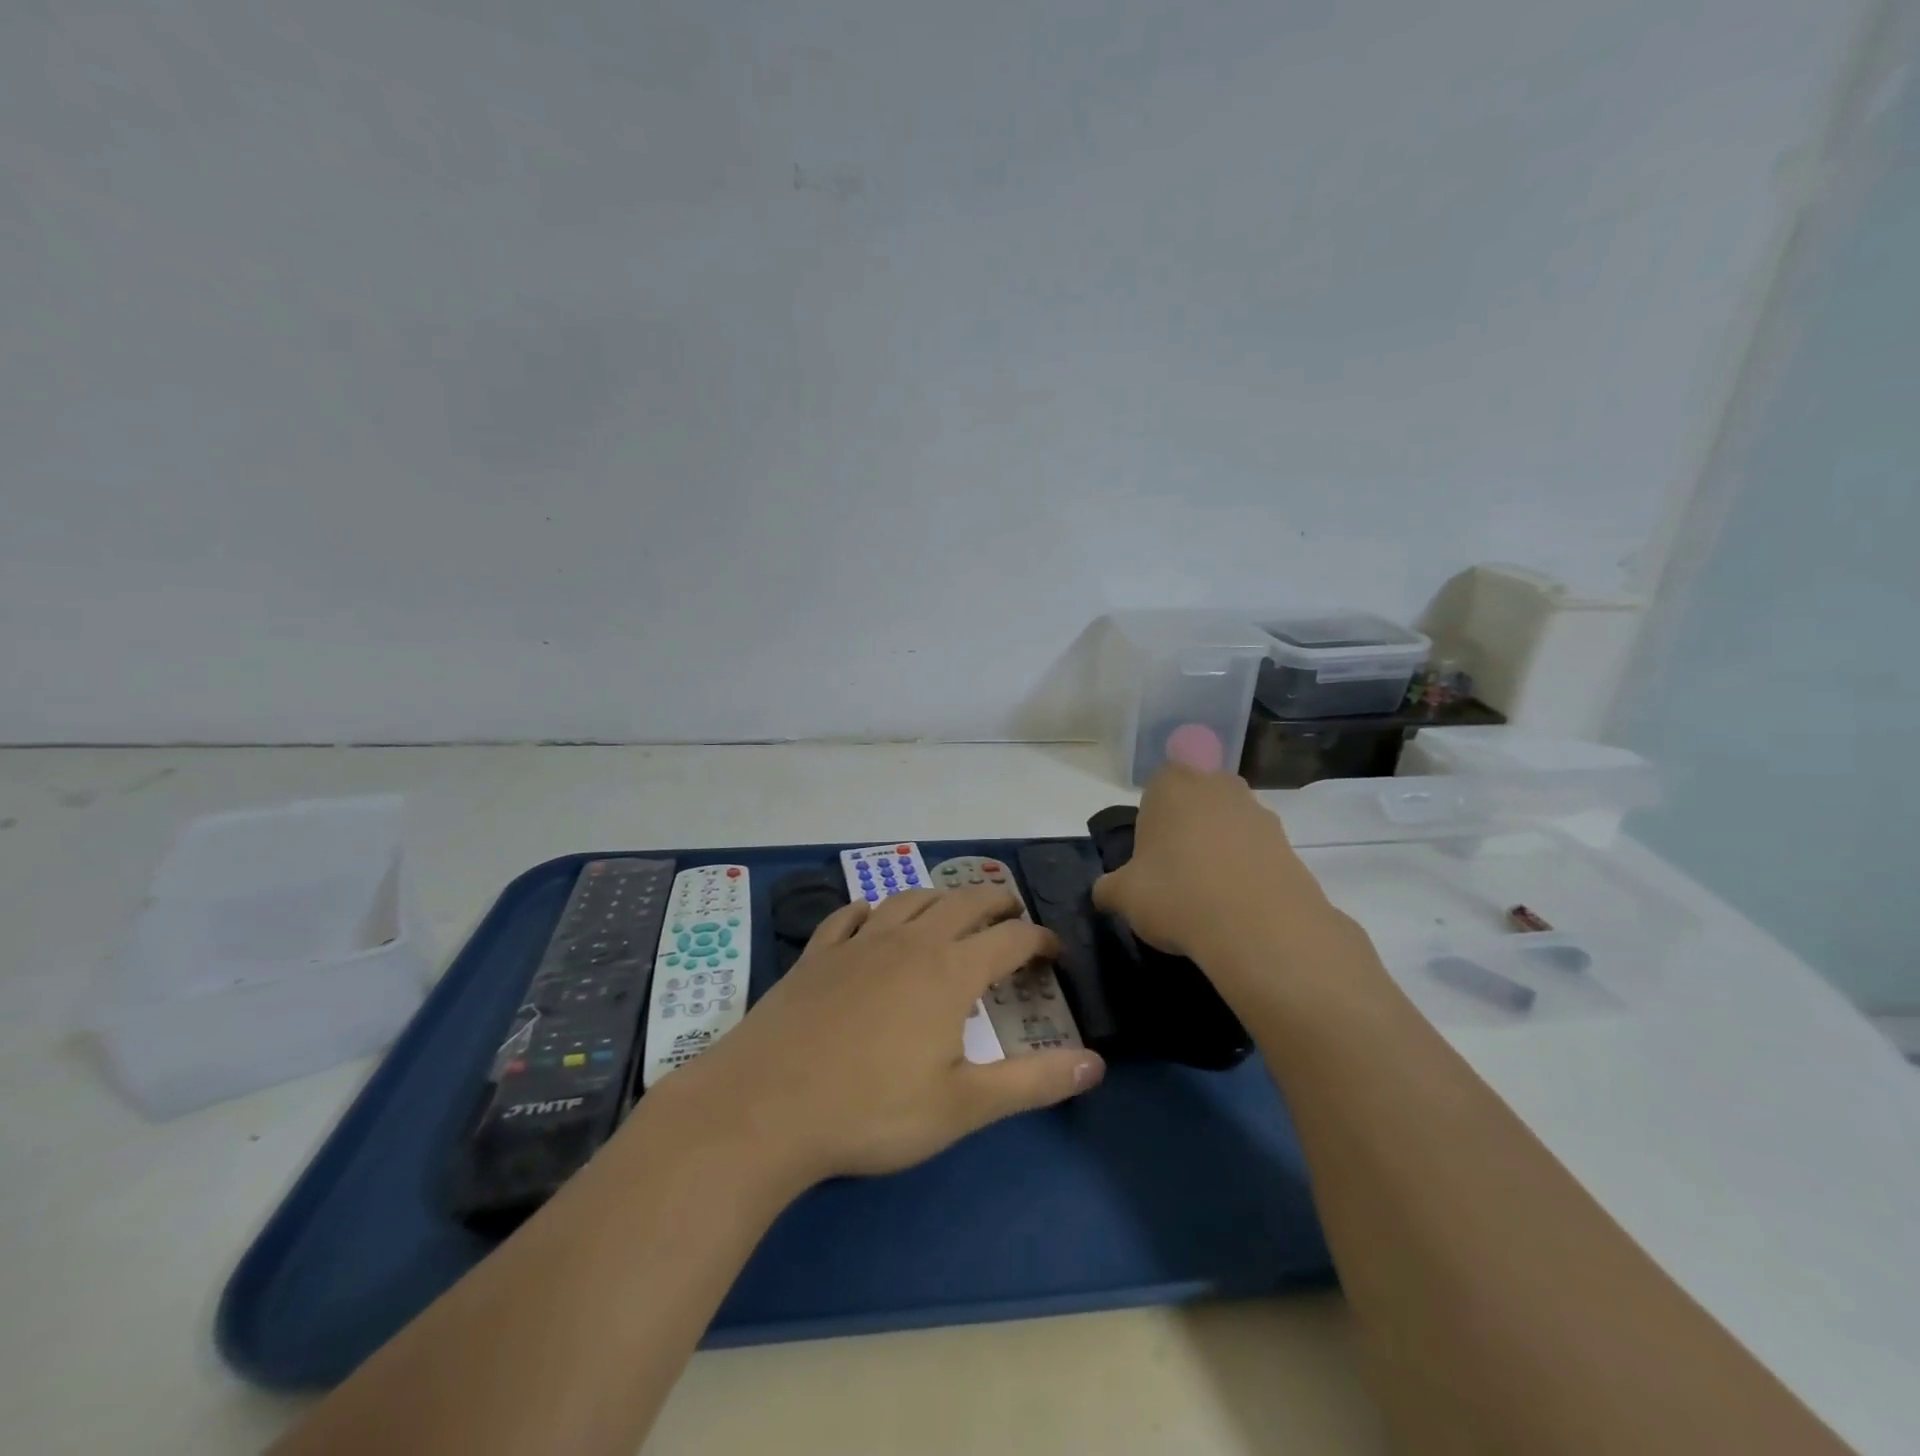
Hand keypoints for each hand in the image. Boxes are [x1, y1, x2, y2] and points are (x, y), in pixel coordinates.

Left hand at [652, 887, 1105, 1186]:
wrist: (763, 1106)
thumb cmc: (870, 1110)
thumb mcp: (962, 1106)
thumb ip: (1033, 1082)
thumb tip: (1097, 1064)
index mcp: (949, 972)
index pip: (1011, 938)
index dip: (1041, 940)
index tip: (1056, 954)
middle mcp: (908, 942)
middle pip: (963, 902)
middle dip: (996, 902)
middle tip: (1013, 915)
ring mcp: (858, 942)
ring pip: (909, 898)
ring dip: (940, 897)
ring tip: (953, 908)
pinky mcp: (817, 954)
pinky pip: (851, 915)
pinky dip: (872, 910)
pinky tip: (871, 918)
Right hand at [1091, 763, 1339, 972]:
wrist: (1260, 927)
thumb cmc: (1176, 894)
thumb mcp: (1123, 896)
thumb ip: (1109, 888)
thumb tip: (1105, 892)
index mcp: (1172, 784)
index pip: (1156, 786)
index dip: (1151, 820)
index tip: (1148, 856)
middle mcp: (1217, 785)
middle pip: (1196, 801)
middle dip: (1187, 828)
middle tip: (1175, 873)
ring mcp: (1258, 811)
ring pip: (1228, 824)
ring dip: (1219, 849)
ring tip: (1208, 896)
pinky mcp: (1289, 843)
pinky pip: (1256, 852)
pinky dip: (1247, 871)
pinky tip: (1237, 906)